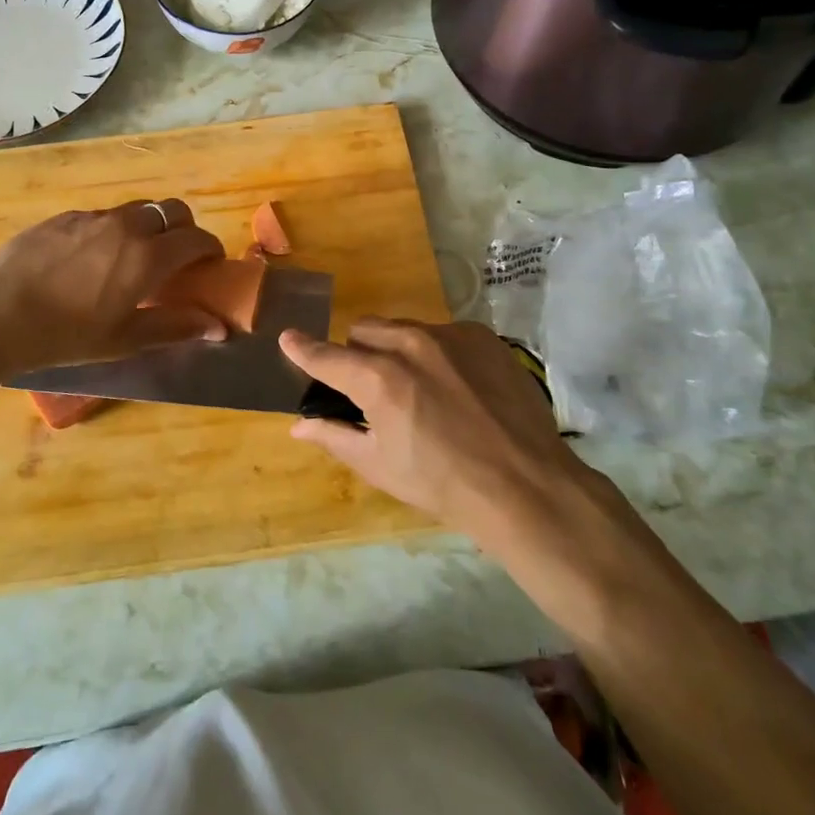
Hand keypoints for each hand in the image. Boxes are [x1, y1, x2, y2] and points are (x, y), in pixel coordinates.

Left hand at [0, 200, 227, 375]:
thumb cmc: (64, 335)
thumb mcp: (124, 339)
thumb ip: (176, 327)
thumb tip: (219, 327)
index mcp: (147, 256)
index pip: (197, 238)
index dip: (210, 250)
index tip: (209, 267)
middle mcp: (126, 226)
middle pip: (172, 210)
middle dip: (184, 229)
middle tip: (177, 259)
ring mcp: (93, 217)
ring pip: (137, 210)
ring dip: (149, 228)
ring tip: (133, 260)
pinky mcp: (64, 217)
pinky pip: (103, 217)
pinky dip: (114, 231)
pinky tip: (92, 260)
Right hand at [279, 319, 621, 549]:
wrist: (526, 485)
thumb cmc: (442, 484)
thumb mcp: (379, 466)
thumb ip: (334, 437)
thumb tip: (298, 425)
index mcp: (378, 378)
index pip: (327, 355)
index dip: (303, 348)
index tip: (288, 338)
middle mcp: (410, 344)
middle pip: (365, 331)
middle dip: (359, 354)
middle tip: (374, 390)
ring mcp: (450, 335)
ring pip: (404, 329)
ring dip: (398, 351)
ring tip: (422, 390)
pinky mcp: (482, 336)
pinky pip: (443, 333)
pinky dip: (438, 353)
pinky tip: (458, 387)